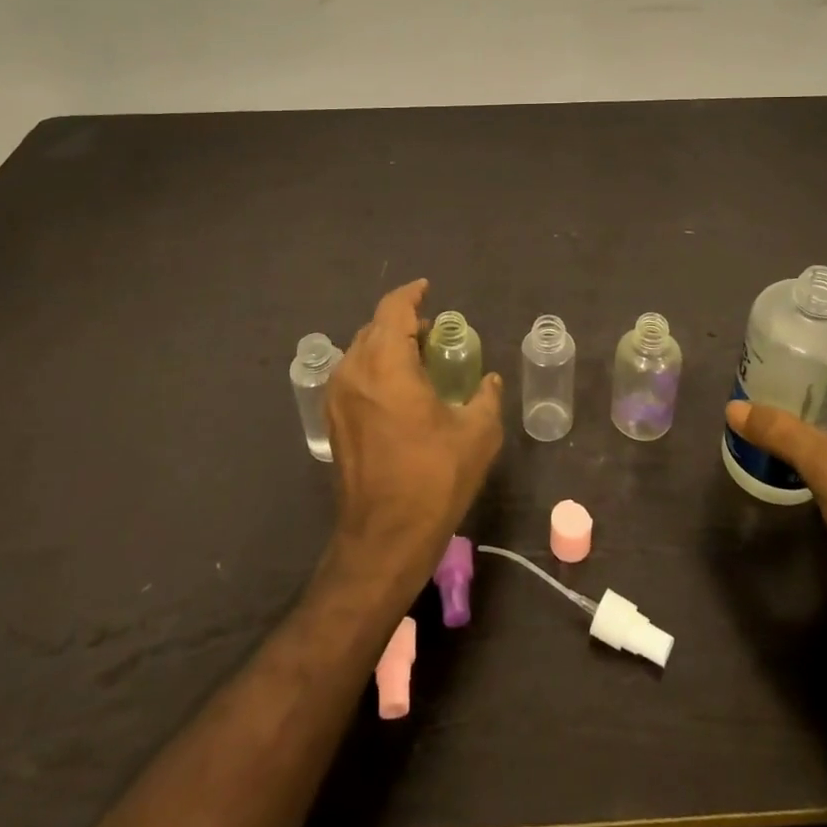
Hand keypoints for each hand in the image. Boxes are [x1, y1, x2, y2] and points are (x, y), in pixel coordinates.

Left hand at [325, 279, 503, 583]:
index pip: (393, 310)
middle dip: (402, 321)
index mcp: (386, 364)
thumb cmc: (433, 478)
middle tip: (434, 332)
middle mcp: (354, 372)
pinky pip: (354, 376)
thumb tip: (491, 381)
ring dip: (388, 345)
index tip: (428, 290)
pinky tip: (400, 389)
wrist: (384, 537)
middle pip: (375, 328)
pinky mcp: (334, 422)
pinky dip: (376, 368)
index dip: (412, 294)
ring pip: (361, 352)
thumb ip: (486, 397)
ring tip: (419, 358)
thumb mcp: (476, 433)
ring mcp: (338, 398)